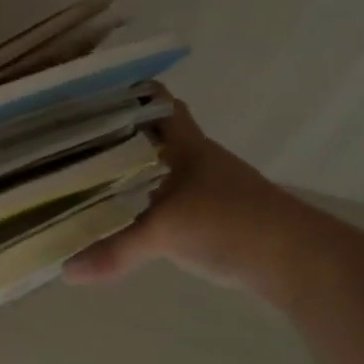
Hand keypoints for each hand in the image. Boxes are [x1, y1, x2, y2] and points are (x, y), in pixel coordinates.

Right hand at [65, 93, 313, 300]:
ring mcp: (207, 188)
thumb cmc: (230, 222)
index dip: (127, 93)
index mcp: (187, 145)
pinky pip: (168, 200)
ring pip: (160, 169)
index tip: (88, 98)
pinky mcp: (213, 217)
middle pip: (153, 136)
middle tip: (73, 142)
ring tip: (87, 177)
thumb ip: (116, 249)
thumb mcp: (166, 232)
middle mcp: (197, 159)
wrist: (296, 260)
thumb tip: (67, 270)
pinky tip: (123, 217)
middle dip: (118, 135)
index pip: (158, 102)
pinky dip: (146, 203)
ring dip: (131, 171)